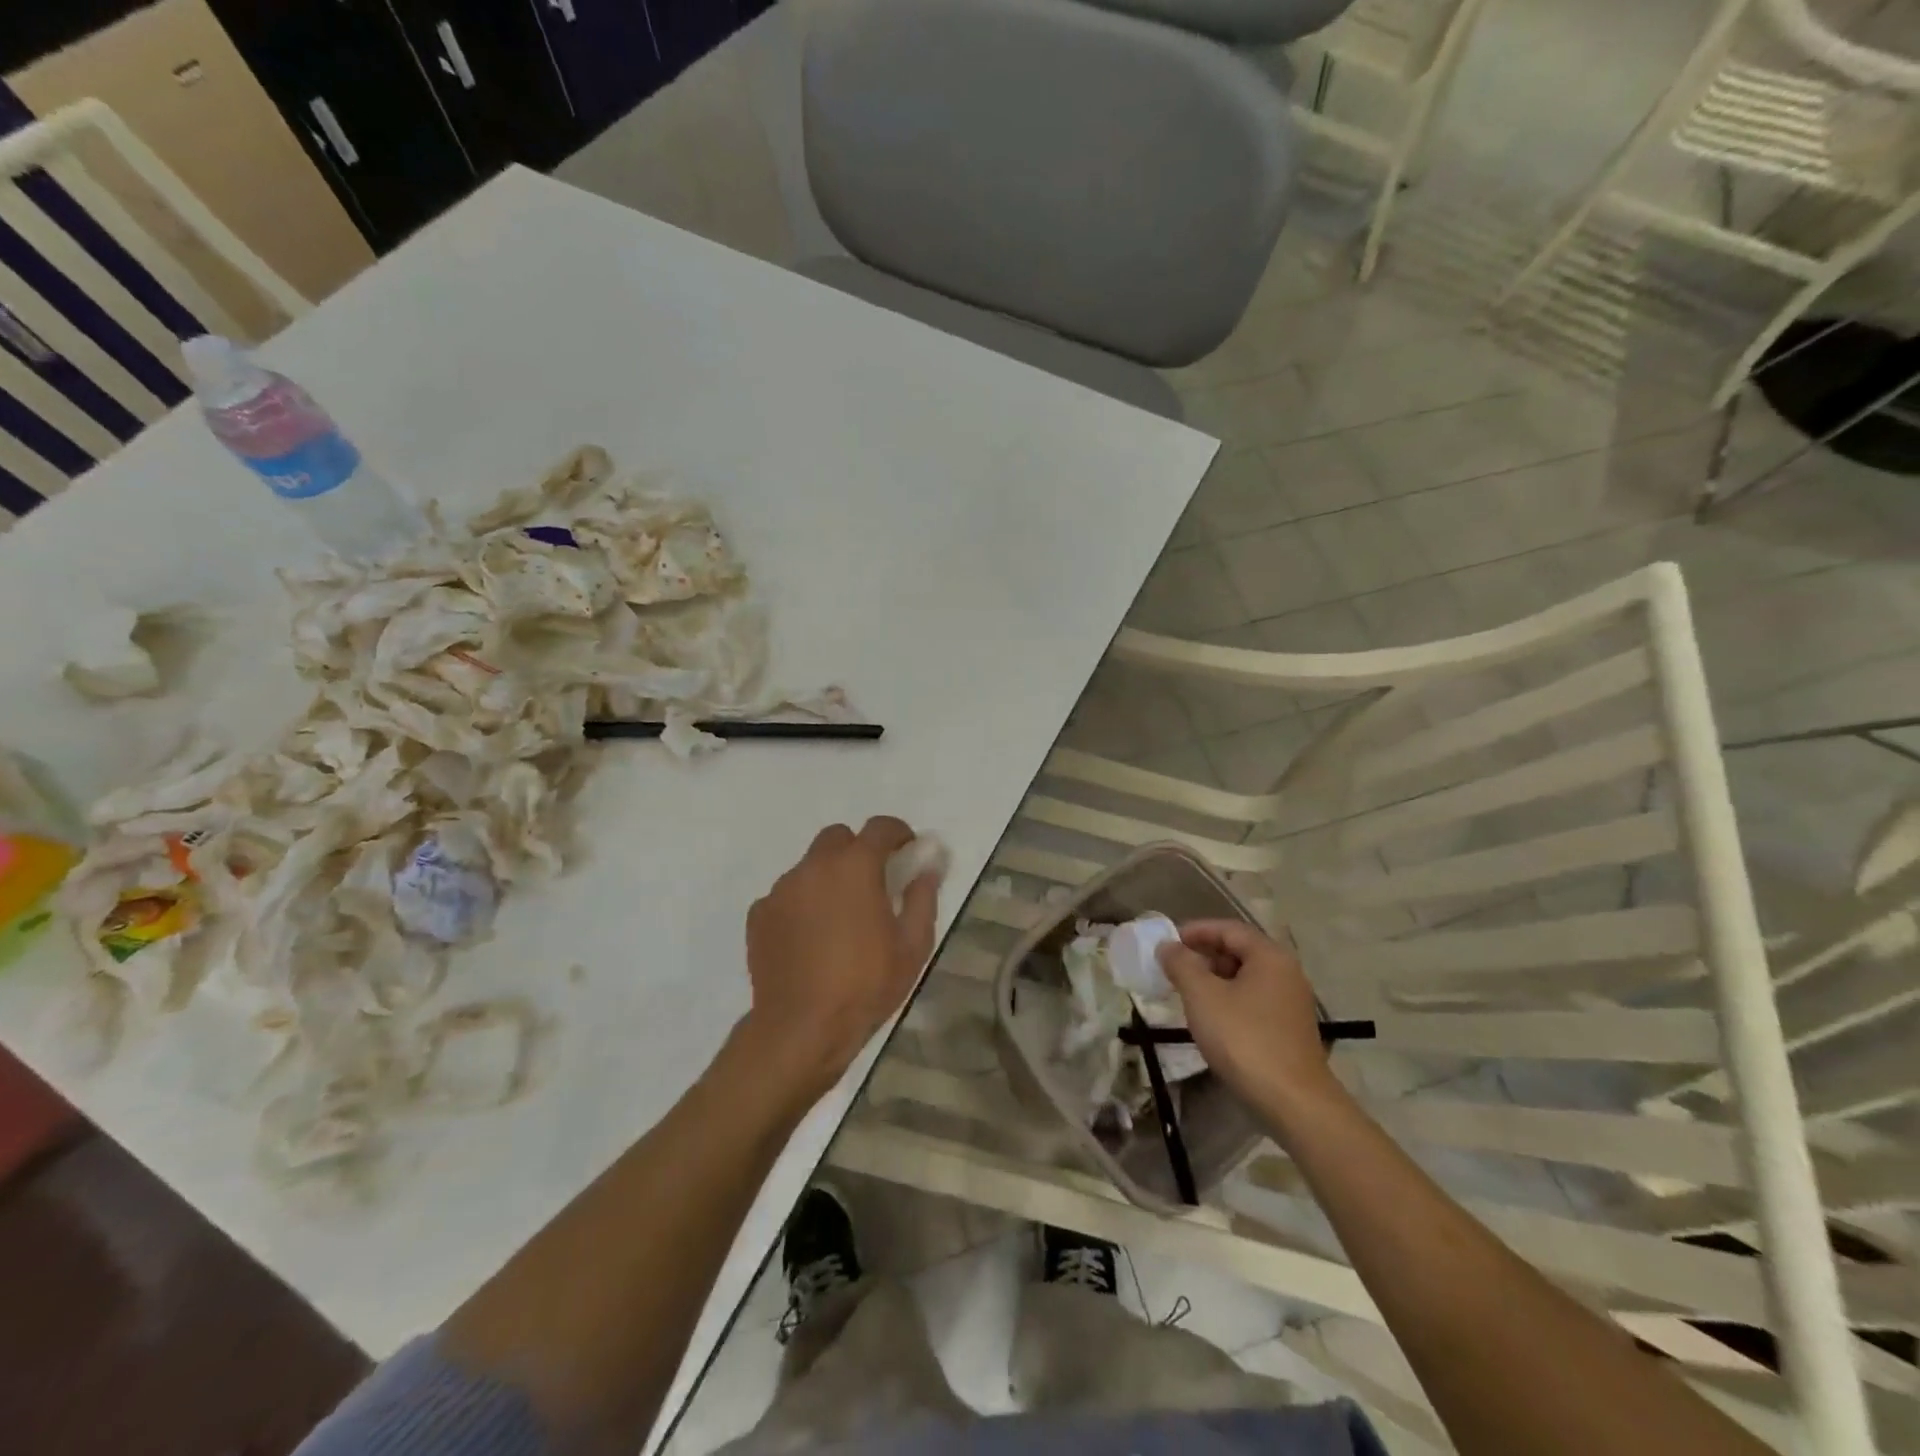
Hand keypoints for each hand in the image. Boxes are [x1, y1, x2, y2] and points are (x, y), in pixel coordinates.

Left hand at [739, 817, 939, 1105]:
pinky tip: (810, 939)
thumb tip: (928, 867)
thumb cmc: (866, 985)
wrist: (801, 1028)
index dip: (898, 832)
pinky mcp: (759, 914)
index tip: (907, 850)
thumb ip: (922, 898)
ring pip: (810, 867)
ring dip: (828, 878)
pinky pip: (786, 895)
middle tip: (872, 883)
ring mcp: (781, 889)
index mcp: (856, 867)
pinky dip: (802, 904)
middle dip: (857, 850)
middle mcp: (814, 867)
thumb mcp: (913, 946)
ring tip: (839, 919)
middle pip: (838, 838)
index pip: (880, 827)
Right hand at [1158, 919, 1346, 1123]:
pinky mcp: (1289, 1030)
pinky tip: (1210, 1018)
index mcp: (1270, 956)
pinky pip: (1253, 1001)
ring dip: (1214, 979)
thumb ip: (1181, 964)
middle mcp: (1286, 973)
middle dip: (1204, 955)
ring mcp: (1291, 1003)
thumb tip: (1168, 946)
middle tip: (1173, 967)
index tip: (1168, 941)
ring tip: (1185, 992)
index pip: (1229, 929)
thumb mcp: (1202, 996)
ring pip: (1246, 978)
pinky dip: (1229, 1000)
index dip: (1196, 931)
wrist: (1293, 1102)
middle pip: (1239, 951)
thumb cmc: (1244, 1039)